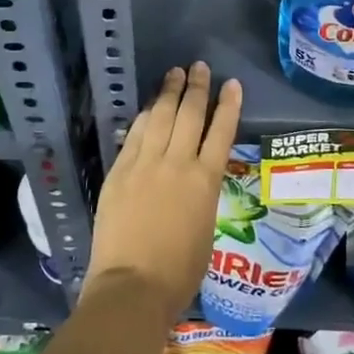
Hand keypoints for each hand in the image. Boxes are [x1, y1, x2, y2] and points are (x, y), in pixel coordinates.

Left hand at [84, 62, 241, 317]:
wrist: (133, 286)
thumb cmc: (178, 273)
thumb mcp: (206, 230)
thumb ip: (202, 197)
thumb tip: (195, 182)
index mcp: (206, 182)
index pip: (222, 132)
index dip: (228, 105)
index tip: (232, 84)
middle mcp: (178, 163)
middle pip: (190, 115)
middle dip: (197, 88)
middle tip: (199, 67)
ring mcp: (146, 164)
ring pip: (161, 117)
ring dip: (169, 92)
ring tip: (175, 73)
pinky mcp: (120, 171)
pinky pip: (135, 134)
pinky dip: (145, 116)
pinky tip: (149, 106)